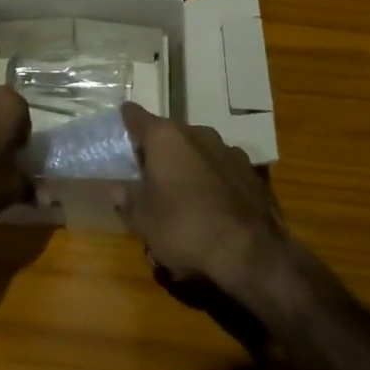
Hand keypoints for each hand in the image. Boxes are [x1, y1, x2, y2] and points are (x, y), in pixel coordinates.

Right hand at [118, 103, 287, 297]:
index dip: (126, 120)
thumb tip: (116, 189)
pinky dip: (212, 181)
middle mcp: (198, 133)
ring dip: (188, 165)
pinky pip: (222, 170)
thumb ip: (127, 200)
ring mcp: (229, 150)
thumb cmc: (185, 229)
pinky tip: (211, 207)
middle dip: (159, 151)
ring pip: (198, 151)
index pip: (136, 116)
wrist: (251, 253)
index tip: (120, 125)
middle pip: (170, 134)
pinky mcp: (253, 172)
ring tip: (181, 195)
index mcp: (165, 137)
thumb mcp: (143, 221)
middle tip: (147, 174)